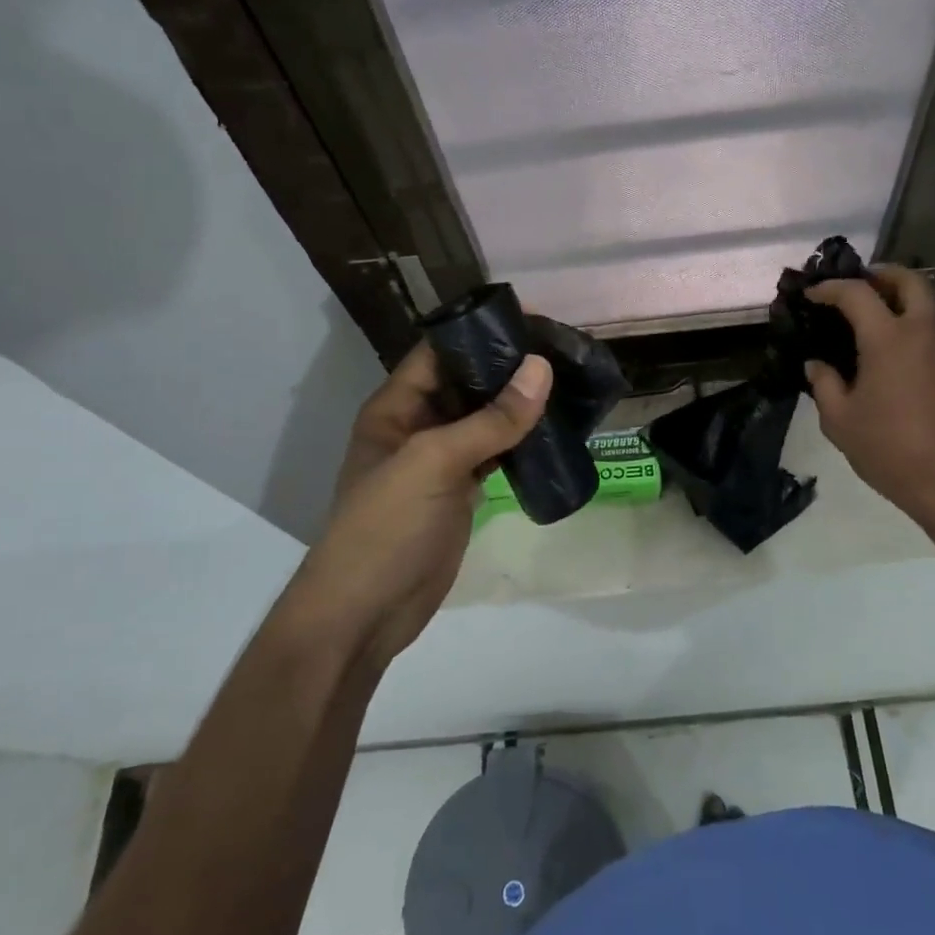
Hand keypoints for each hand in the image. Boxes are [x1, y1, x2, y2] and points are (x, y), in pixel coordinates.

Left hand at [291, 343, 550, 668]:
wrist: (366, 613)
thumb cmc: (386, 526)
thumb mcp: (434, 462)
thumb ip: (491, 419)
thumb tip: (542, 368)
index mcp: (396, 407)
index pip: (440, 352)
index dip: (481, 333)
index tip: (534, 322)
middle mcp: (417, 425)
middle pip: (467, 384)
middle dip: (509, 368)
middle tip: (563, 352)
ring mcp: (440, 461)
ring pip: (485, 420)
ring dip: (519, 405)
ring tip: (568, 383)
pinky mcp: (460, 491)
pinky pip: (494, 454)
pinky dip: (521, 443)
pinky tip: (555, 431)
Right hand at [805, 266, 934, 525]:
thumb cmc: (890, 449)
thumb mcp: (840, 421)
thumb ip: (824, 385)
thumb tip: (817, 365)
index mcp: (889, 339)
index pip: (857, 294)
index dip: (831, 289)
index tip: (811, 295)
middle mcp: (921, 334)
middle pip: (910, 282)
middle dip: (882, 274)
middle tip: (856, 285)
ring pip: (925, 305)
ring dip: (898, 299)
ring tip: (866, 318)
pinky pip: (930, 331)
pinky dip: (908, 324)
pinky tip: (885, 352)